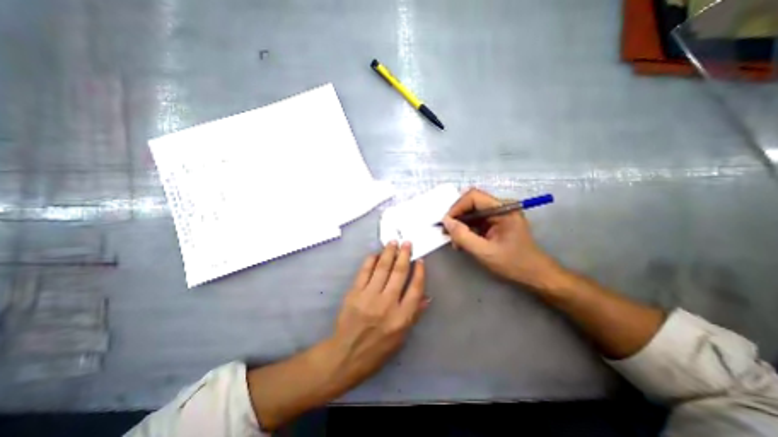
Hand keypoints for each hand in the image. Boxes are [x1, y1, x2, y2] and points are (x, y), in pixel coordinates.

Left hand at [326, 242, 428, 388]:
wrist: (346, 355)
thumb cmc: (377, 350)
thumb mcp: (401, 338)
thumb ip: (414, 315)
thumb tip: (426, 297)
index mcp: (402, 317)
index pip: (415, 288)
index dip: (419, 272)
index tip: (420, 260)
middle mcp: (387, 304)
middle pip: (399, 273)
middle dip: (405, 255)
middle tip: (407, 243)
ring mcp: (369, 297)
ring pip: (382, 268)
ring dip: (389, 253)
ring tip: (393, 242)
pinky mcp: (354, 293)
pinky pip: (364, 272)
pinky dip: (370, 261)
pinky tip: (375, 254)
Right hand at [440, 188, 561, 289]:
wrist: (534, 275)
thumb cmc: (513, 263)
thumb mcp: (485, 252)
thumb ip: (463, 236)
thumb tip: (446, 221)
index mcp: (503, 209)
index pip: (474, 196)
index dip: (457, 207)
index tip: (447, 223)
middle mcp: (501, 207)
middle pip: (471, 203)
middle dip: (457, 218)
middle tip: (448, 234)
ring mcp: (498, 214)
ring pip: (471, 212)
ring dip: (461, 225)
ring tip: (456, 242)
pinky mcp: (496, 222)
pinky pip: (476, 221)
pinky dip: (467, 230)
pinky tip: (463, 243)